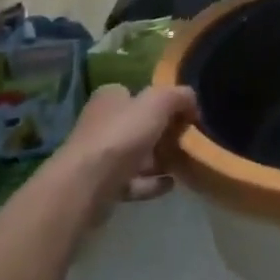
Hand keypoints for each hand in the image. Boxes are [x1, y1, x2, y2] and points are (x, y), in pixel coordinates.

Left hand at [55, 83, 196, 210]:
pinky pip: (134, 181)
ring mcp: (100, 156)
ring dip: (160, 160)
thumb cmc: (121, 134)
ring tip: (184, 164)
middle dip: (164, 134)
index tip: (185, 115)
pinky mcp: (101, 185)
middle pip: (140, 126)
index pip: (138, 94)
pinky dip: (152, 183)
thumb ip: (179, 96)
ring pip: (138, 155)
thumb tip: (192, 102)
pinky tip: (170, 184)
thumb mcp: (158, 102)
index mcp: (110, 97)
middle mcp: (101, 123)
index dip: (162, 103)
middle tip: (187, 141)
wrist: (87, 185)